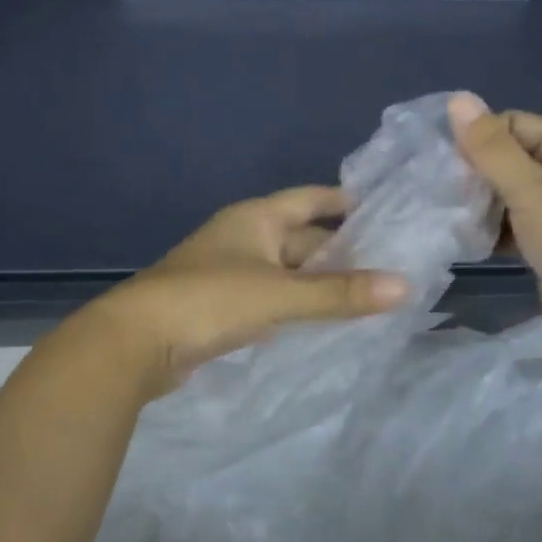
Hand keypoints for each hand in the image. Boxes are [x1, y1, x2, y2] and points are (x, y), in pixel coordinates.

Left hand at [80, 187, 409, 399]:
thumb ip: (339, 293)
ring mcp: (231, 272)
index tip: (384, 209)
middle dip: (341, 248)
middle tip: (391, 262)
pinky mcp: (223, 307)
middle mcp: (244, 237)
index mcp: (256, 218)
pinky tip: (323, 319)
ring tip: (368, 292)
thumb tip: (405, 285)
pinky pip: (272, 297)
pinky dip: (297, 305)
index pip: (310, 199)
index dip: (343, 201)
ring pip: (288, 270)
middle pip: (301, 236)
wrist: (136, 342)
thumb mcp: (279, 294)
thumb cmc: (209, 300)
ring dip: (320, 280)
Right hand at [447, 93, 541, 355]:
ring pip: (508, 196)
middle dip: (475, 174)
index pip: (513, 124)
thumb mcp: (531, 188)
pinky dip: (492, 232)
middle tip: (441, 193)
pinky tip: (466, 241)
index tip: (446, 164)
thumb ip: (490, 147)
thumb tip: (457, 98)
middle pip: (509, 160)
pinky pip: (513, 228)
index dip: (479, 138)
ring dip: (480, 205)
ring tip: (447, 217)